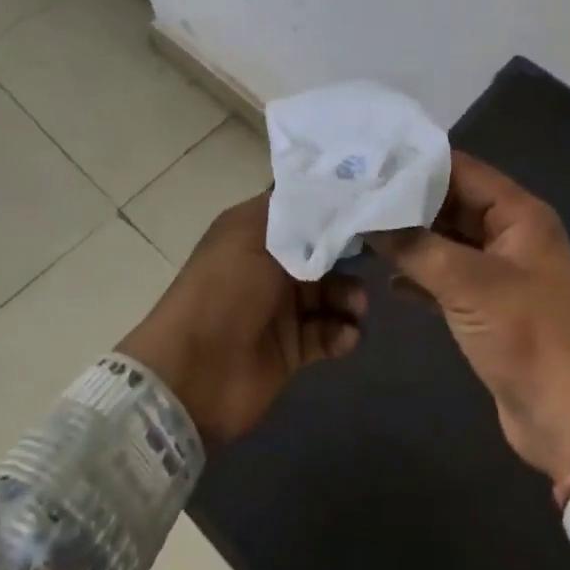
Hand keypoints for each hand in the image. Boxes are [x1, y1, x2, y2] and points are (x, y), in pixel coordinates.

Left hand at [117, 191, 366, 448]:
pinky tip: (346, 335)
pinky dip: (340, 333)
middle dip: (348, 256)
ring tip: (357, 307)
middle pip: (322, 251)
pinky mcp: (291, 347)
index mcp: (254, 230)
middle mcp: (268, 263)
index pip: (301, 209)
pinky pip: (326, 333)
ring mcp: (280, 307)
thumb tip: (335, 195)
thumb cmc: (225, 290)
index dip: (332, 206)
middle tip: (375, 261)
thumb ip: (300, 217)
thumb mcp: (256, 236)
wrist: (194, 374)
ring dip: (348, 297)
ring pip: (329, 292)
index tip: (369, 205)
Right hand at [376, 152, 569, 483]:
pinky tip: (386, 280)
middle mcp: (511, 234)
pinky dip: (420, 275)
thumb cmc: (527, 337)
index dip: (417, 163)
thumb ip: (416, 247)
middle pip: (451, 203)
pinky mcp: (489, 306)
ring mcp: (500, 271)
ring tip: (361, 231)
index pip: (461, 170)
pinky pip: (448, 277)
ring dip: (410, 240)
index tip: (370, 160)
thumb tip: (368, 221)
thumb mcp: (468, 284)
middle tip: (356, 196)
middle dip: (407, 202)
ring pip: (447, 240)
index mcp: (519, 214)